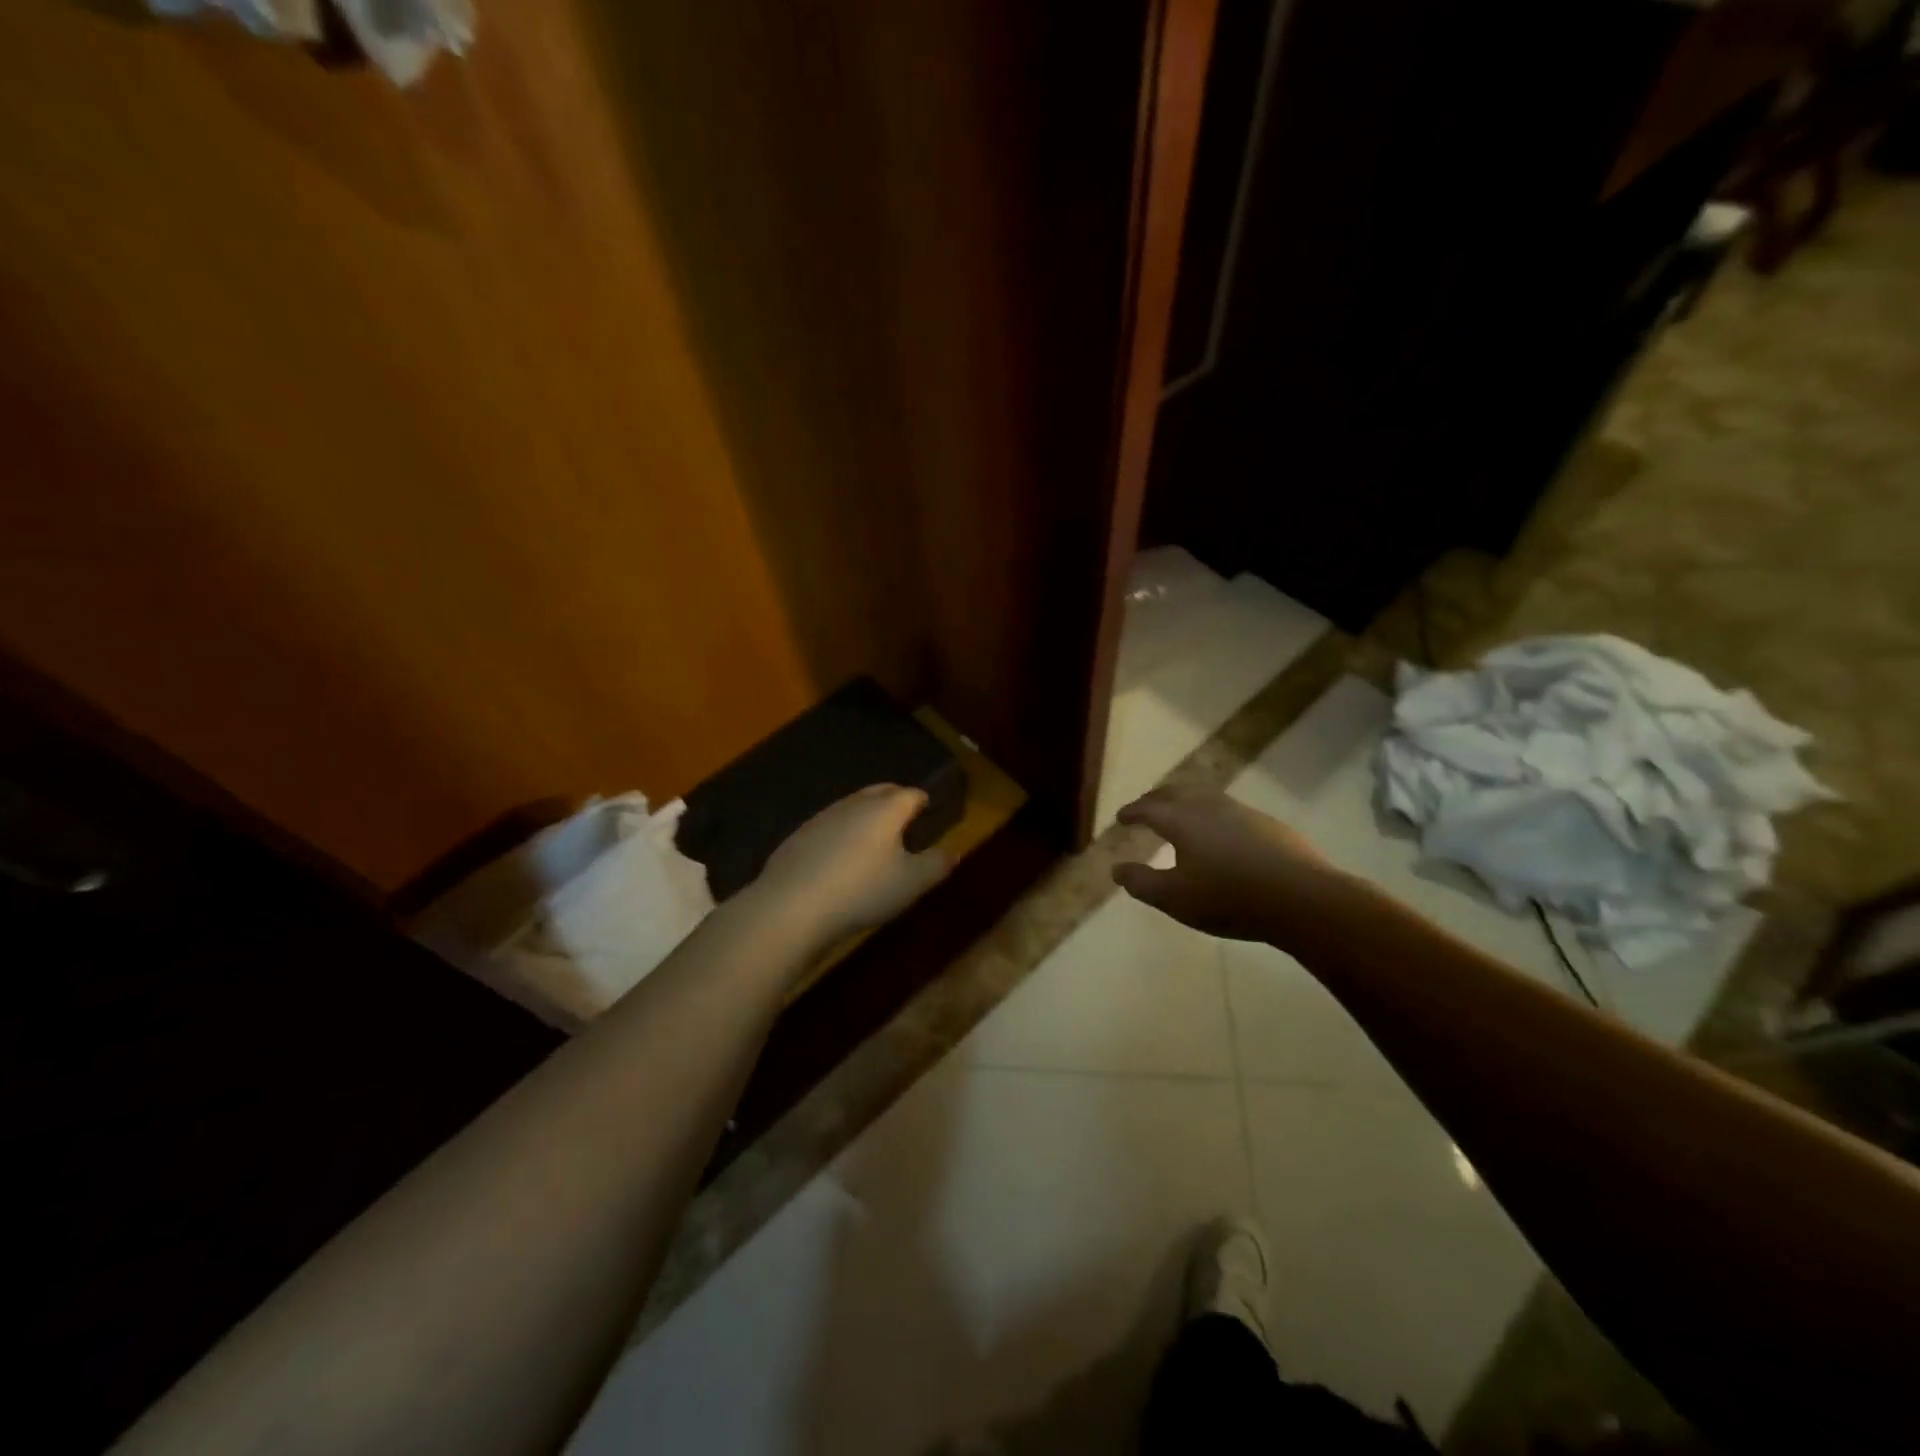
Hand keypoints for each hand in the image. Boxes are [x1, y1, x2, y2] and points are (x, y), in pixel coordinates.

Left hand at [752, 785, 949, 947]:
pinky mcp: (798, 837)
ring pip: (852, 807)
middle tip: (906, 817)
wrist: (792, 906)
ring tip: (875, 838)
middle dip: (895, 800)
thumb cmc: (862, 891)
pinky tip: (840, 857)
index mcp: (885, 809)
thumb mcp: (911, 883)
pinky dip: (841, 834)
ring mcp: (821, 818)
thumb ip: (936, 864)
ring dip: (866, 816)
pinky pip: (829, 826)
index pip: (910, 793)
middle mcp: (853, 804)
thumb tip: (952, 851)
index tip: (930, 811)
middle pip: (880, 792)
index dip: (923, 800)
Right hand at [1113, 786, 1337, 944]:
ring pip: (1205, 797)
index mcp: (1183, 820)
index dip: (1132, 811)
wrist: (1303, 899)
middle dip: (1156, 799)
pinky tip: (1220, 833)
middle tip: (1145, 808)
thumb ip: (1142, 883)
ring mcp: (1242, 812)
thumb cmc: (1230, 898)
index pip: (1149, 808)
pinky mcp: (1268, 825)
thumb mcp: (1175, 899)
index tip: (1121, 818)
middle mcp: (1210, 807)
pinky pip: (1229, 810)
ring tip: (1180, 815)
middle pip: (1177, 793)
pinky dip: (1212, 814)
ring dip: (1186, 802)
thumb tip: (1117, 869)